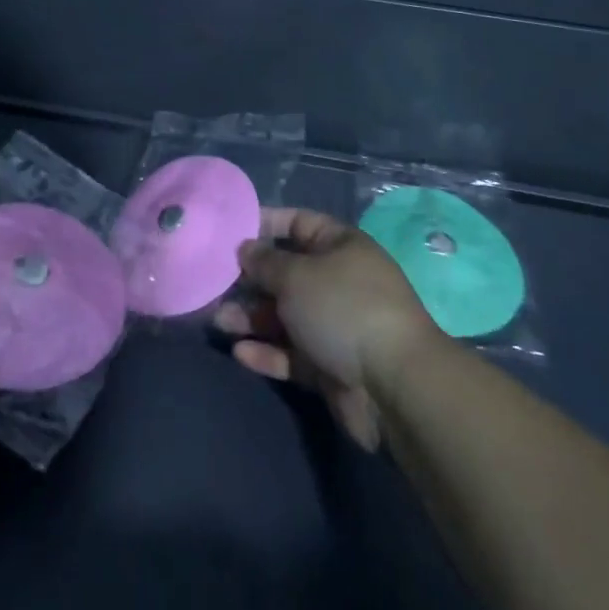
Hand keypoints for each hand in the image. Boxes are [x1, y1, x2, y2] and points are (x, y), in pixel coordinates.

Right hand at [214, 208, 440, 451]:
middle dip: (251, 278)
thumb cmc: (343, 308)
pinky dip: (267, 352)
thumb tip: (244, 248)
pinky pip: (291, 353)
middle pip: (287, 273)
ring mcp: (335, 324)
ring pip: (285, 315)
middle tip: (214, 282)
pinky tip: (239, 352)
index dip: (265, 224)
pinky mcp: (330, 365)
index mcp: (339, 246)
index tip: (229, 232)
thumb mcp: (296, 275)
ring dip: (252, 317)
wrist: (394, 386)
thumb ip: (265, 262)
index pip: (297, 223)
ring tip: (218, 320)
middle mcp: (338, 280)